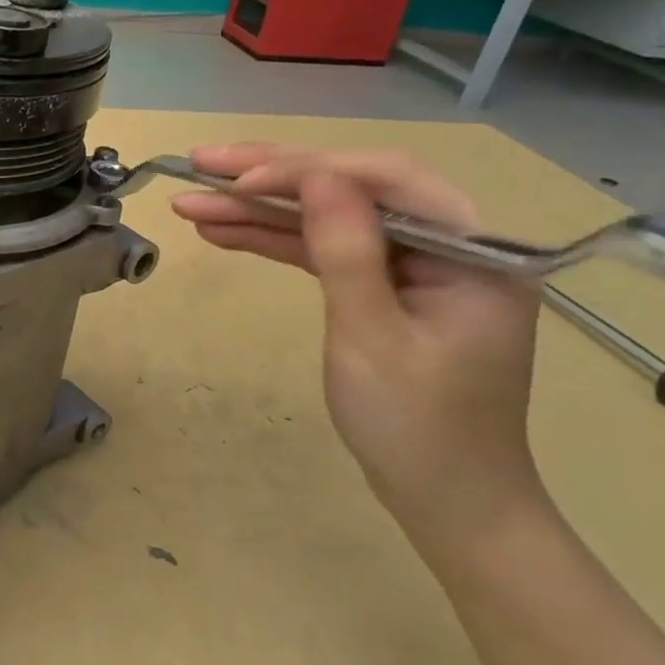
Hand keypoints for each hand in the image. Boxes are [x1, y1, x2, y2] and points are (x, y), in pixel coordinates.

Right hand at [172, 144, 547, 552]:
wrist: (446, 501)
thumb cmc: (417, 428)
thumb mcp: (373, 338)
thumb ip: (346, 250)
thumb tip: (316, 174)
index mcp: (473, 248)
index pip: (384, 180)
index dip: (305, 170)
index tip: (237, 179)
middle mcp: (447, 242)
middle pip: (350, 188)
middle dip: (270, 176)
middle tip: (198, 164)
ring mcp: (413, 265)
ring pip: (328, 218)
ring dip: (259, 210)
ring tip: (191, 202)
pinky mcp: (384, 287)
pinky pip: (325, 251)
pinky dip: (275, 241)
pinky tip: (224, 231)